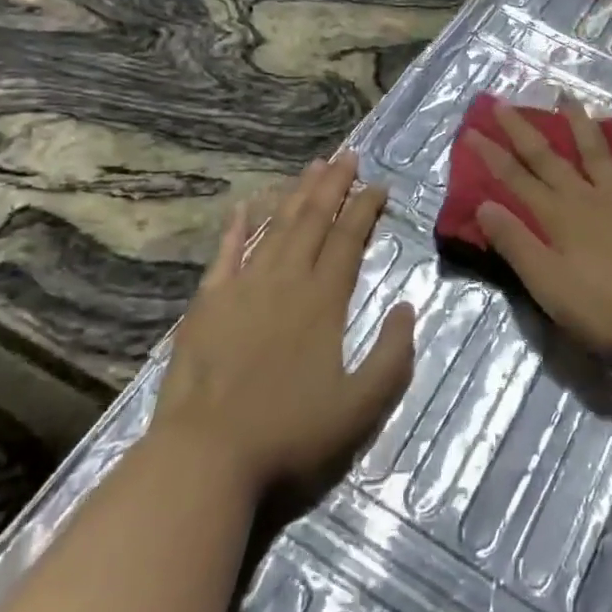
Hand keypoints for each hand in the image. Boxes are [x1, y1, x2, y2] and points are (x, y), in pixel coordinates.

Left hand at [152, 155, 415, 497]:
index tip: (379, 185)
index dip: (365, 208)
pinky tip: (245, 206)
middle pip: (314, 220)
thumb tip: (406, 306)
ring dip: (296, 194)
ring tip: (313, 167)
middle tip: (348, 154)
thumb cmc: (289, 434)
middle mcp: (286, 280)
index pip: (349, 239)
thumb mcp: (361, 407)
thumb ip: (393, 355)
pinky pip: (226, 253)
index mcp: (324, 300)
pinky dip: (238, 227)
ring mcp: (243, 287)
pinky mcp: (208, 303)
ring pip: (276, 227)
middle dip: (334, 184)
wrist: (205, 456)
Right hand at [470, 100, 611, 367]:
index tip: (471, 130)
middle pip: (550, 159)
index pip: (516, 180)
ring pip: (600, 153)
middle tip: (504, 104)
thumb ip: (516, 244)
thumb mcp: (549, 285)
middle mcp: (590, 197)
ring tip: (567, 98)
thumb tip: (484, 204)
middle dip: (523, 132)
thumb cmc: (607, 309)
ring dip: (581, 124)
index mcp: (559, 218)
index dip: (492, 156)